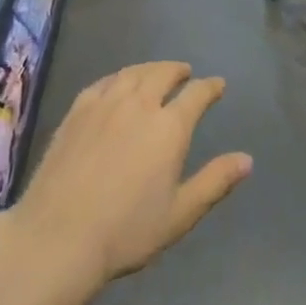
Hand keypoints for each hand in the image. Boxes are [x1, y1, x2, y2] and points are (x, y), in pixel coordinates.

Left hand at [9, 62, 251, 300]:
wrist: (58, 235)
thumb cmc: (126, 231)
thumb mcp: (180, 214)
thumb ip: (215, 182)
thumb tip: (247, 159)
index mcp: (169, 127)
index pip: (197, 95)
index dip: (211, 87)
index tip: (218, 85)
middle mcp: (139, 104)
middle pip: (163, 74)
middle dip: (179, 71)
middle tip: (186, 72)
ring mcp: (104, 103)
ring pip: (133, 72)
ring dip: (150, 69)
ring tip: (156, 72)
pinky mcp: (77, 110)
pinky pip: (104, 81)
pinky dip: (119, 77)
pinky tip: (118, 83)